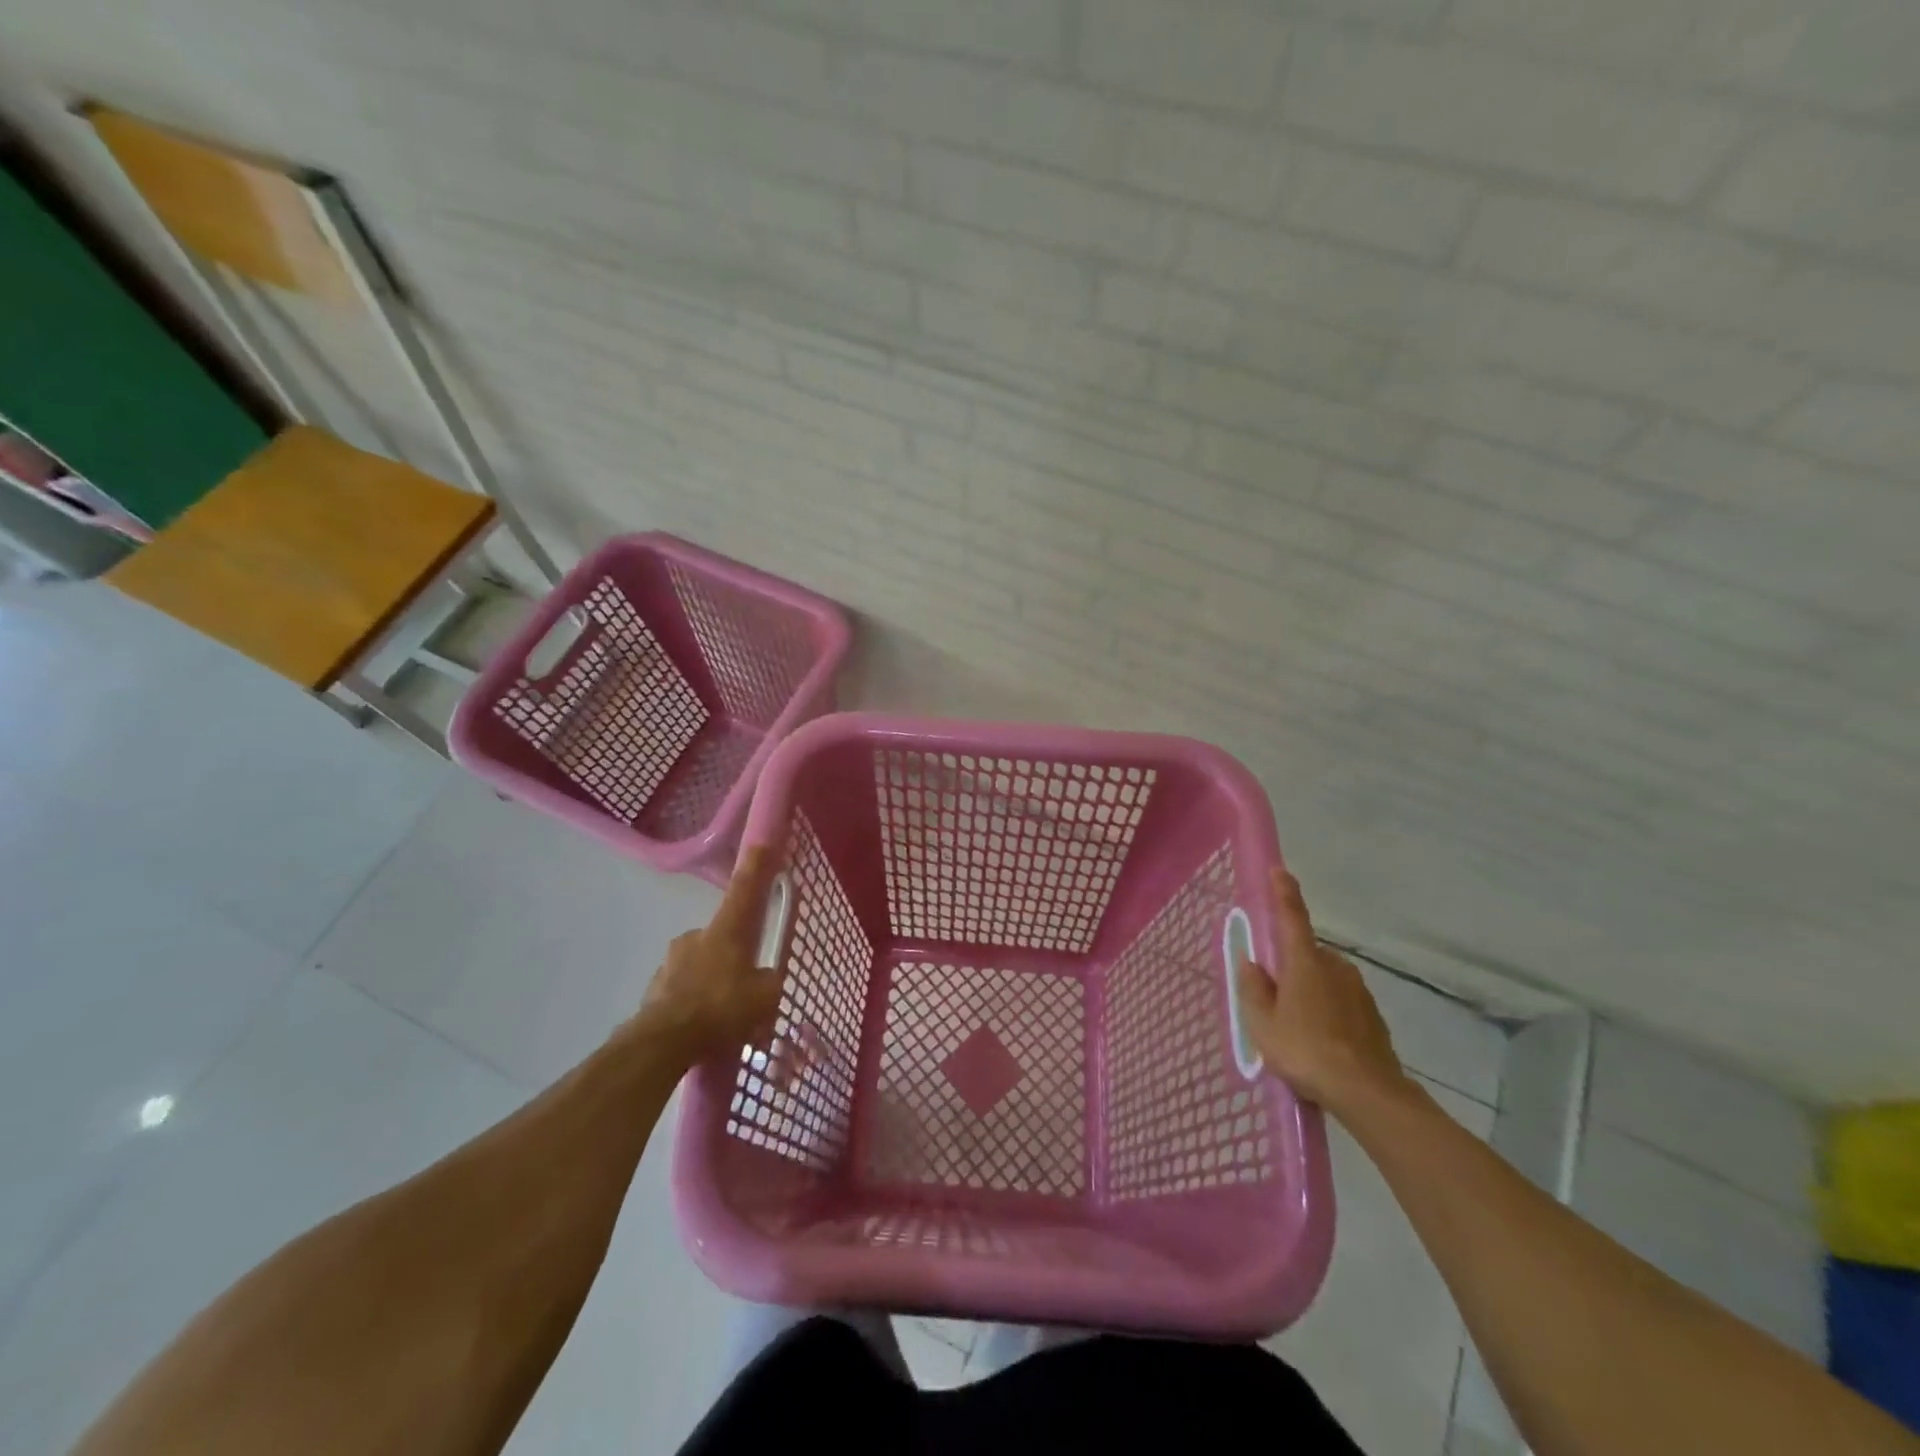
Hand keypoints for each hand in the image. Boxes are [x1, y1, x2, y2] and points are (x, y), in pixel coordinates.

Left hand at [635, 846, 785, 1067]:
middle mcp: (696, 936)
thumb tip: (765, 978)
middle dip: (733, 956)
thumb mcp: (765, 997)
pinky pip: (683, 991)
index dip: (756, 867)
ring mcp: (670, 962)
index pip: (745, 890)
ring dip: (712, 983)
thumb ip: (769, 981)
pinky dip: (694, 1003)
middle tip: (745, 987)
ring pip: (700, 966)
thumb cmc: (722, 1009)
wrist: (663, 1044)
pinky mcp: (654, 990)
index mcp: (727, 930)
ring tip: (723, 1018)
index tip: (761, 843)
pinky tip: (703, 1029)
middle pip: (722, 937)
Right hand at [1236, 867, 1409, 1116]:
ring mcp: (1358, 989)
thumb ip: (1253, 988)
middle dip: (1289, 967)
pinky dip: (1328, 1011)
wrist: (1368, 1092)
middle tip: (1274, 999)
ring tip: (1296, 1029)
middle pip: (1305, 954)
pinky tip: (1320, 1041)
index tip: (1279, 870)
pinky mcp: (1372, 1014)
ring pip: (1324, 978)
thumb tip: (1251, 962)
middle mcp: (1334, 965)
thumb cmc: (1305, 1050)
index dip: (1284, 892)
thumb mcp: (1262, 1023)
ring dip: (1309, 991)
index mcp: (1304, 961)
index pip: (1291, 916)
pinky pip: (1340, 1001)